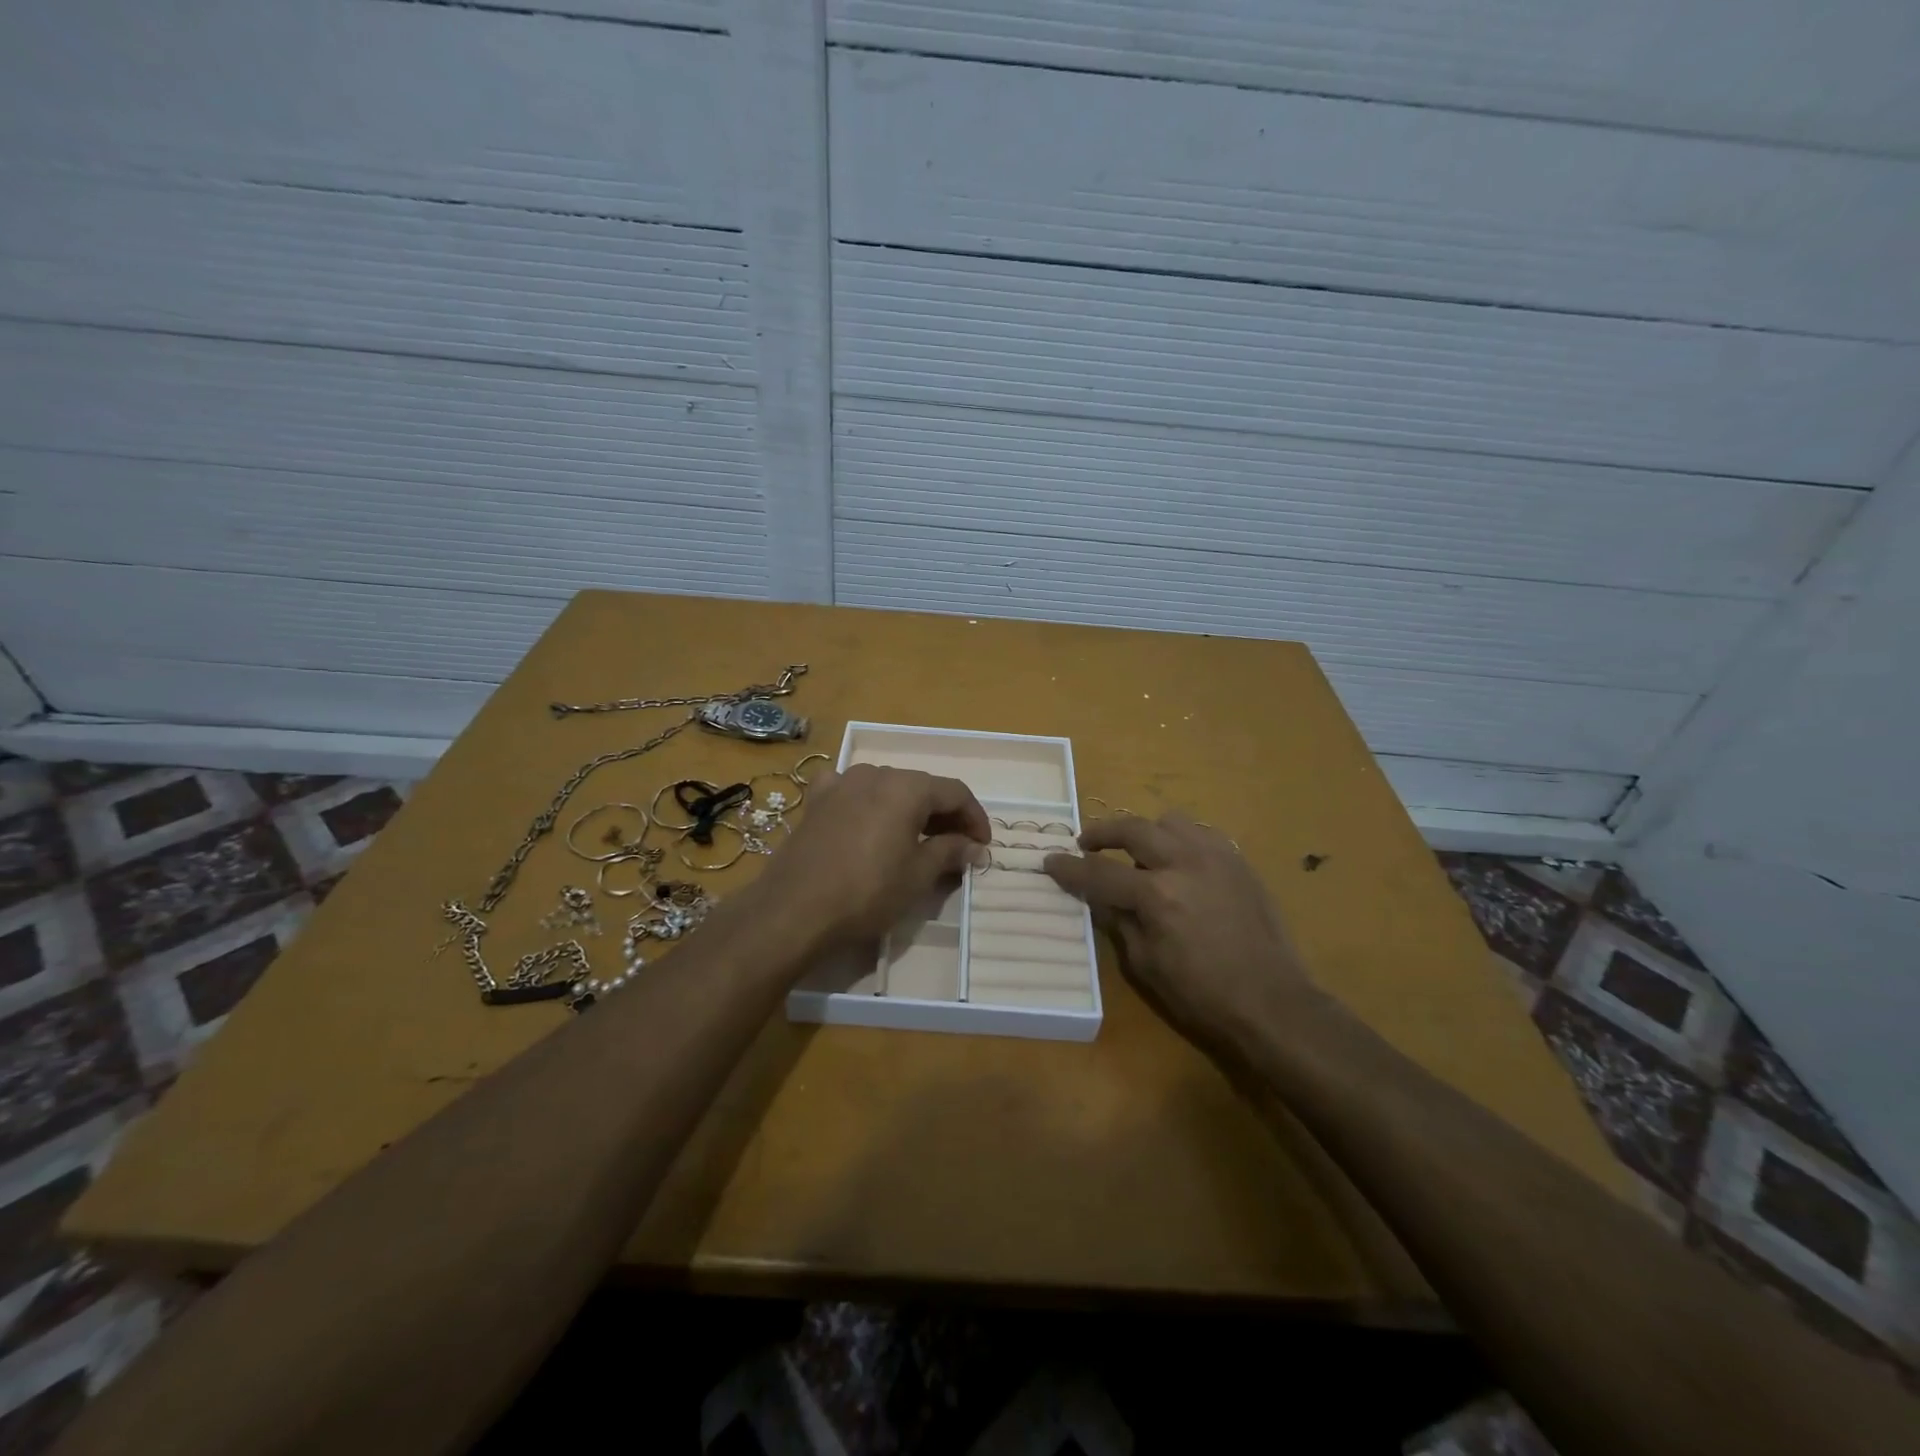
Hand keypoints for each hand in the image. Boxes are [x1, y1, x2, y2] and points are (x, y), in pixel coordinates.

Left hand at [750, 764, 990, 951]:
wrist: (794, 909)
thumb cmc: (867, 892)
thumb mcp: (918, 875)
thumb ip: (950, 852)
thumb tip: (973, 846)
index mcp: (907, 787)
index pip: (955, 792)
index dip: (975, 818)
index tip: (983, 846)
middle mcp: (875, 773)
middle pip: (922, 787)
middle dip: (944, 815)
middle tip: (957, 847)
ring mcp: (841, 784)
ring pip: (887, 788)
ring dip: (908, 810)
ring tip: (916, 839)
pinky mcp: (815, 801)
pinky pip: (850, 791)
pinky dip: (867, 803)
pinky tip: (867, 820)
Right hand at [1044, 814, 1316, 1060]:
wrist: (1273, 1002)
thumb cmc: (1202, 995)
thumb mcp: (1145, 965)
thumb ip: (1119, 922)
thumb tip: (1099, 897)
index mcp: (1157, 895)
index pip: (1100, 872)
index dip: (1070, 867)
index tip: (1050, 861)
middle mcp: (1185, 863)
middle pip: (1133, 828)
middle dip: (1102, 832)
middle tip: (1086, 843)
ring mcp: (1216, 857)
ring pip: (1170, 821)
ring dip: (1146, 832)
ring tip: (1138, 852)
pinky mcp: (1239, 862)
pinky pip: (1201, 834)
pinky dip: (1180, 840)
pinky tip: (1178, 863)